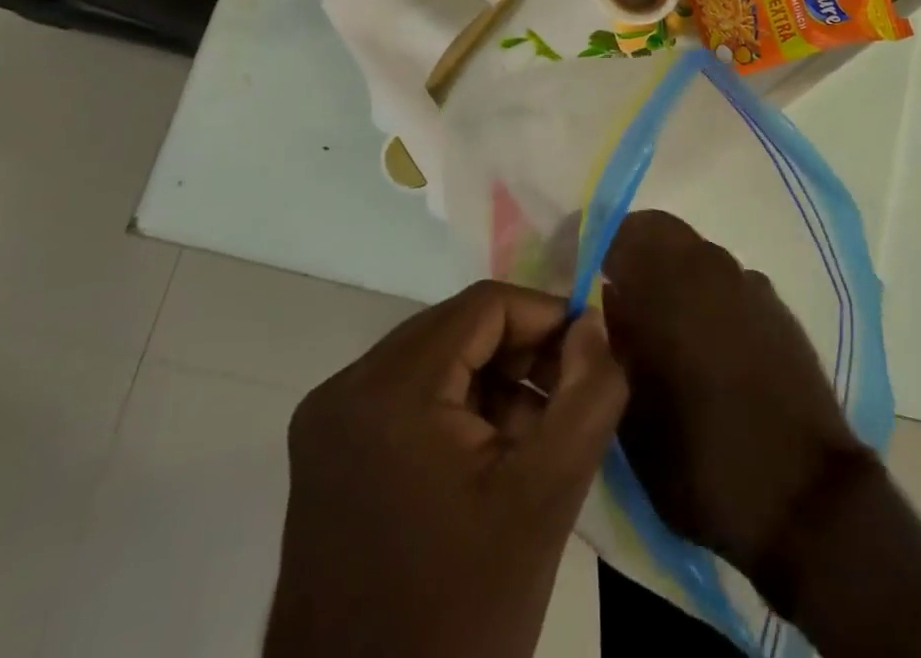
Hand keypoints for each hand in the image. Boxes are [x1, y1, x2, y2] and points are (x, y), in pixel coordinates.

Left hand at [265, 281, 627, 657]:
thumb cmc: (459, 615)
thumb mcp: (545, 498)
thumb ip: (588, 396)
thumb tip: (594, 325)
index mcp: (388, 390)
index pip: (485, 306)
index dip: (547, 318)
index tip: (588, 359)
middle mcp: (345, 389)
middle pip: (458, 329)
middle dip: (521, 355)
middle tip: (566, 403)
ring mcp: (328, 423)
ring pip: (436, 359)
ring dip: (493, 384)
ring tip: (533, 442)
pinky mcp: (326, 455)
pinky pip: (408, 396)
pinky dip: (457, 410)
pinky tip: (490, 462)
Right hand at [602, 211, 876, 592]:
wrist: (803, 494)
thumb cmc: (701, 459)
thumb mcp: (631, 412)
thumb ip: (612, 342)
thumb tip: (603, 301)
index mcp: (669, 284)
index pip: (622, 231)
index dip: (597, 247)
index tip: (582, 276)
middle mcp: (710, 267)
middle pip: (661, 233)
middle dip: (634, 257)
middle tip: (618, 300)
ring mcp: (749, 283)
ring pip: (696, 256)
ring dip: (672, 276)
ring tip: (661, 328)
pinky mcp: (776, 306)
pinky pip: (727, 282)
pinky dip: (707, 296)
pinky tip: (707, 345)